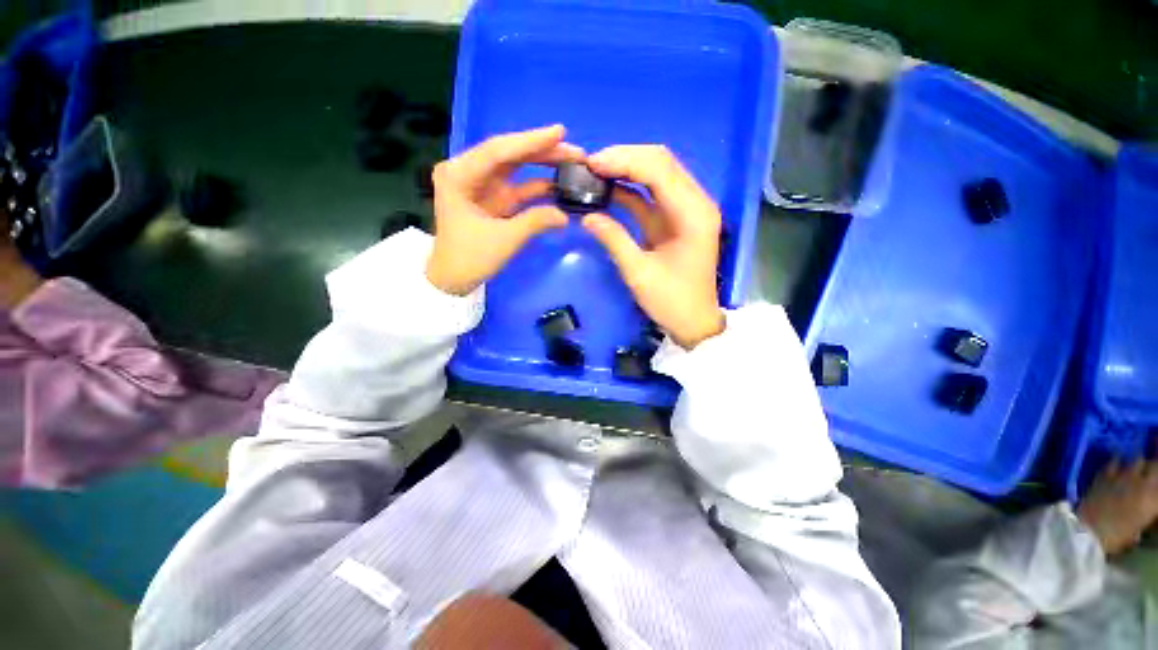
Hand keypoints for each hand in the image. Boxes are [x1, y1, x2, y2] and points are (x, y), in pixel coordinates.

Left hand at [426, 125, 583, 295]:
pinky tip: (559, 183)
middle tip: (575, 150)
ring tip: (573, 161)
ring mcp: (482, 185)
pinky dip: (538, 186)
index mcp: (459, 175)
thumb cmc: (469, 259)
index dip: (531, 141)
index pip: (499, 151)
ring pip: (517, 167)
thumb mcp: (504, 240)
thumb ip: (535, 222)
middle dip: (543, 151)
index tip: (561, 132)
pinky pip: (519, 186)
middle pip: (509, 154)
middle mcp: (469, 171)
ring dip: (543, 164)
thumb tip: (565, 216)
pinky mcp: (493, 198)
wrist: (453, 279)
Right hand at [582, 145, 724, 348]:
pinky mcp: (675, 218)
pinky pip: (651, 194)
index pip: (660, 169)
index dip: (624, 160)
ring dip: (626, 169)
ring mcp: (686, 209)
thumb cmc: (672, 302)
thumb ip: (614, 240)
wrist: (694, 321)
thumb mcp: (639, 274)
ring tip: (595, 172)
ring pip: (656, 173)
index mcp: (693, 214)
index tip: (592, 164)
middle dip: (624, 158)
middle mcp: (695, 202)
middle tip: (590, 165)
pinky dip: (629, 188)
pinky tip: (607, 188)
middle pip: (661, 162)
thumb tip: (587, 216)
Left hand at [1077, 458, 1157, 555]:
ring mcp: (1123, 476)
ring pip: (1138, 459)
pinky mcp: (1105, 473)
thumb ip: (1146, 513)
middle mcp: (1142, 483)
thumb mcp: (1139, 526)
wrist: (1090, 530)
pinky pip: (1115, 460)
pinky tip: (1118, 463)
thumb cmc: (1116, 536)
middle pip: (1154, 465)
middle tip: (1151, 473)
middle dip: (1153, 468)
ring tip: (1137, 468)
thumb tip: (1149, 509)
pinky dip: (1118, 461)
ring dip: (1139, 463)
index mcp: (1153, 499)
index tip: (1156, 485)